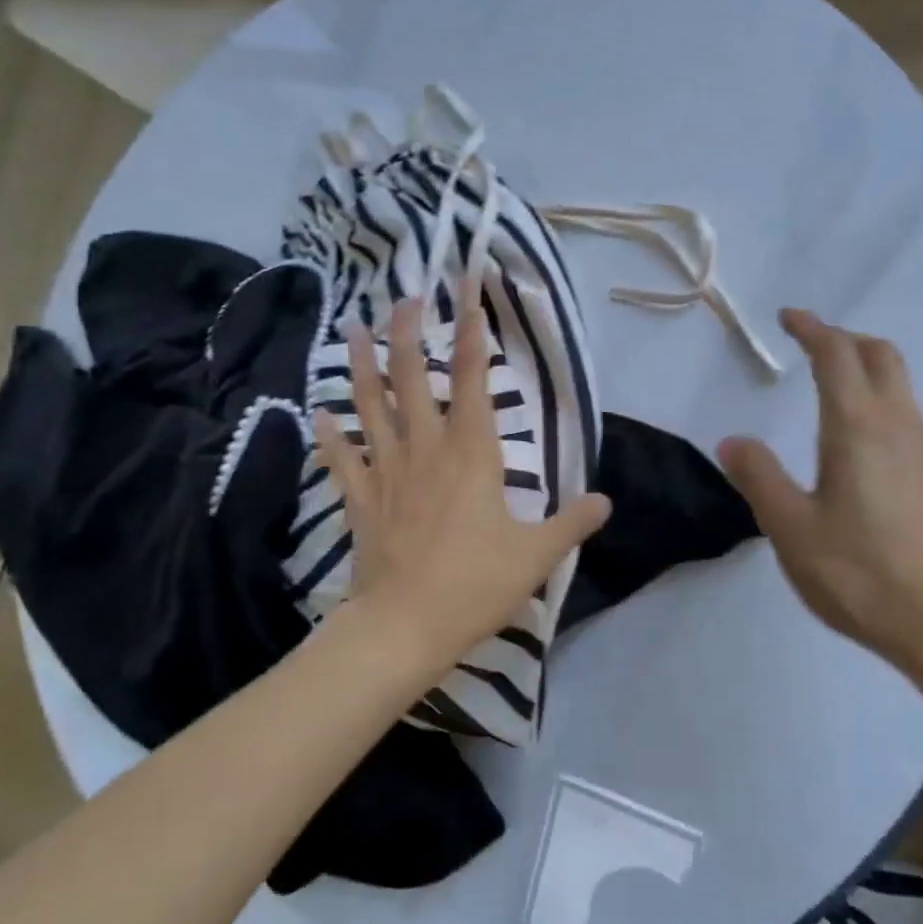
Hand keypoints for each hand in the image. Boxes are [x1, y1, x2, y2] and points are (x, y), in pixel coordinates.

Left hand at [314, 291, 611, 669]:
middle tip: (404, 297)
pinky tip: (317, 412)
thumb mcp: (537, 555)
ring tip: (352, 328)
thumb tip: (605, 501)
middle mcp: (426, 449)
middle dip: (409, 333)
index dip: (473, 336)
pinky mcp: (360, 498)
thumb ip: (572, 523)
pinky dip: (329, 435)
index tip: (469, 298)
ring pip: (370, 406)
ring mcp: (387, 471)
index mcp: (471, 454)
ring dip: (361, 366)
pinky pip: (341, 458)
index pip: (475, 381)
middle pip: (413, 378)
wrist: (405, 626)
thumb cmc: (475, 584)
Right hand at [718, 309, 922, 673]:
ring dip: (865, 367)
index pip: (836, 356)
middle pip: (880, 356)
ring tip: (831, 383)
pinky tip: (860, 440)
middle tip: (810, 342)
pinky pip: (908, 416)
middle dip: (844, 338)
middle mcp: (899, 427)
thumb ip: (760, 478)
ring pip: (900, 385)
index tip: (789, 317)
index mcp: (858, 429)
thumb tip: (733, 440)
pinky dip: (880, 400)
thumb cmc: (863, 577)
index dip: (812, 329)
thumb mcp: (792, 530)